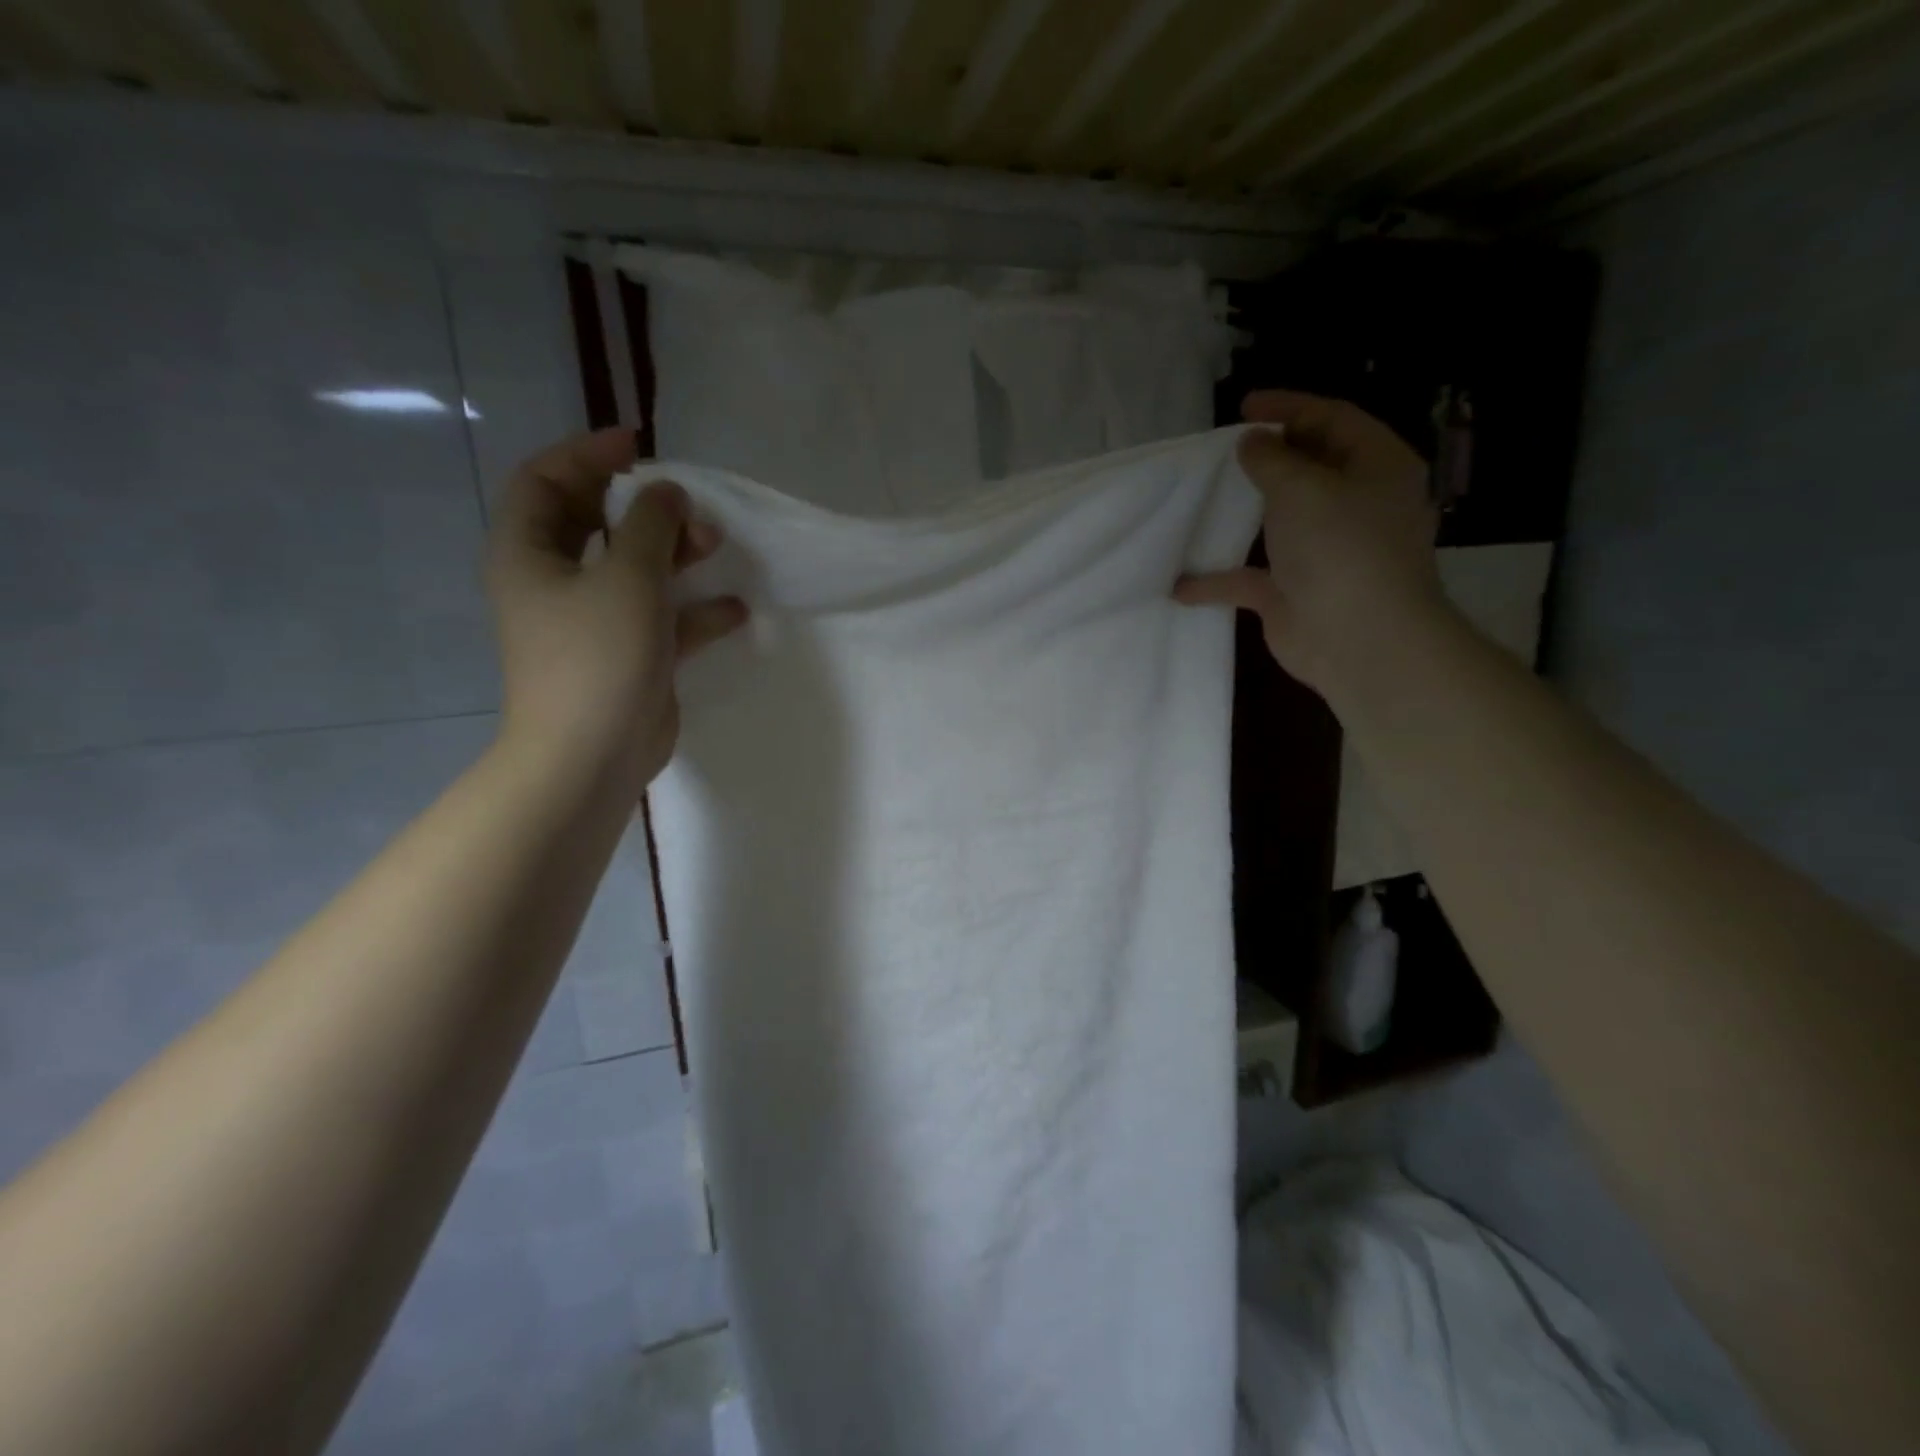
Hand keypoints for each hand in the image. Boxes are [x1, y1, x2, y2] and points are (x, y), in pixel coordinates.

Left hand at [486, 428, 746, 799]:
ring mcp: (593, 622)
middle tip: (690, 508)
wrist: (592, 754)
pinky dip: (695, 610)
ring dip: (676, 554)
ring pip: (635, 569)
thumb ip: (652, 526)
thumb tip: (668, 493)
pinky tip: (735, 608)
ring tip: (716, 546)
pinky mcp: (628, 656)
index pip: (546, 481)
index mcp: (529, 554)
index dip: (587, 455)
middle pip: (596, 523)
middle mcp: (555, 582)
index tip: (639, 447)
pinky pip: (662, 618)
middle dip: (646, 509)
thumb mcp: (628, 578)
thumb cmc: (598, 656)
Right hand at [1175, 390, 1445, 699]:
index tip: (1243, 407)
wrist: (1359, 641)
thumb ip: (1271, 459)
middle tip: (1224, 450)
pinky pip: (1249, 577)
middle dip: (1268, 457)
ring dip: (1243, 513)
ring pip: (1279, 522)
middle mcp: (1355, 506)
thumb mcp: (1303, 487)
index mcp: (1376, 467)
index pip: (1333, 420)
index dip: (1289, 407)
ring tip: (1203, 498)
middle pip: (1308, 469)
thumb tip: (1252, 443)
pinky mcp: (1294, 593)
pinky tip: (1180, 583)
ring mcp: (1325, 553)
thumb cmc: (1341, 549)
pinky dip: (1217, 579)